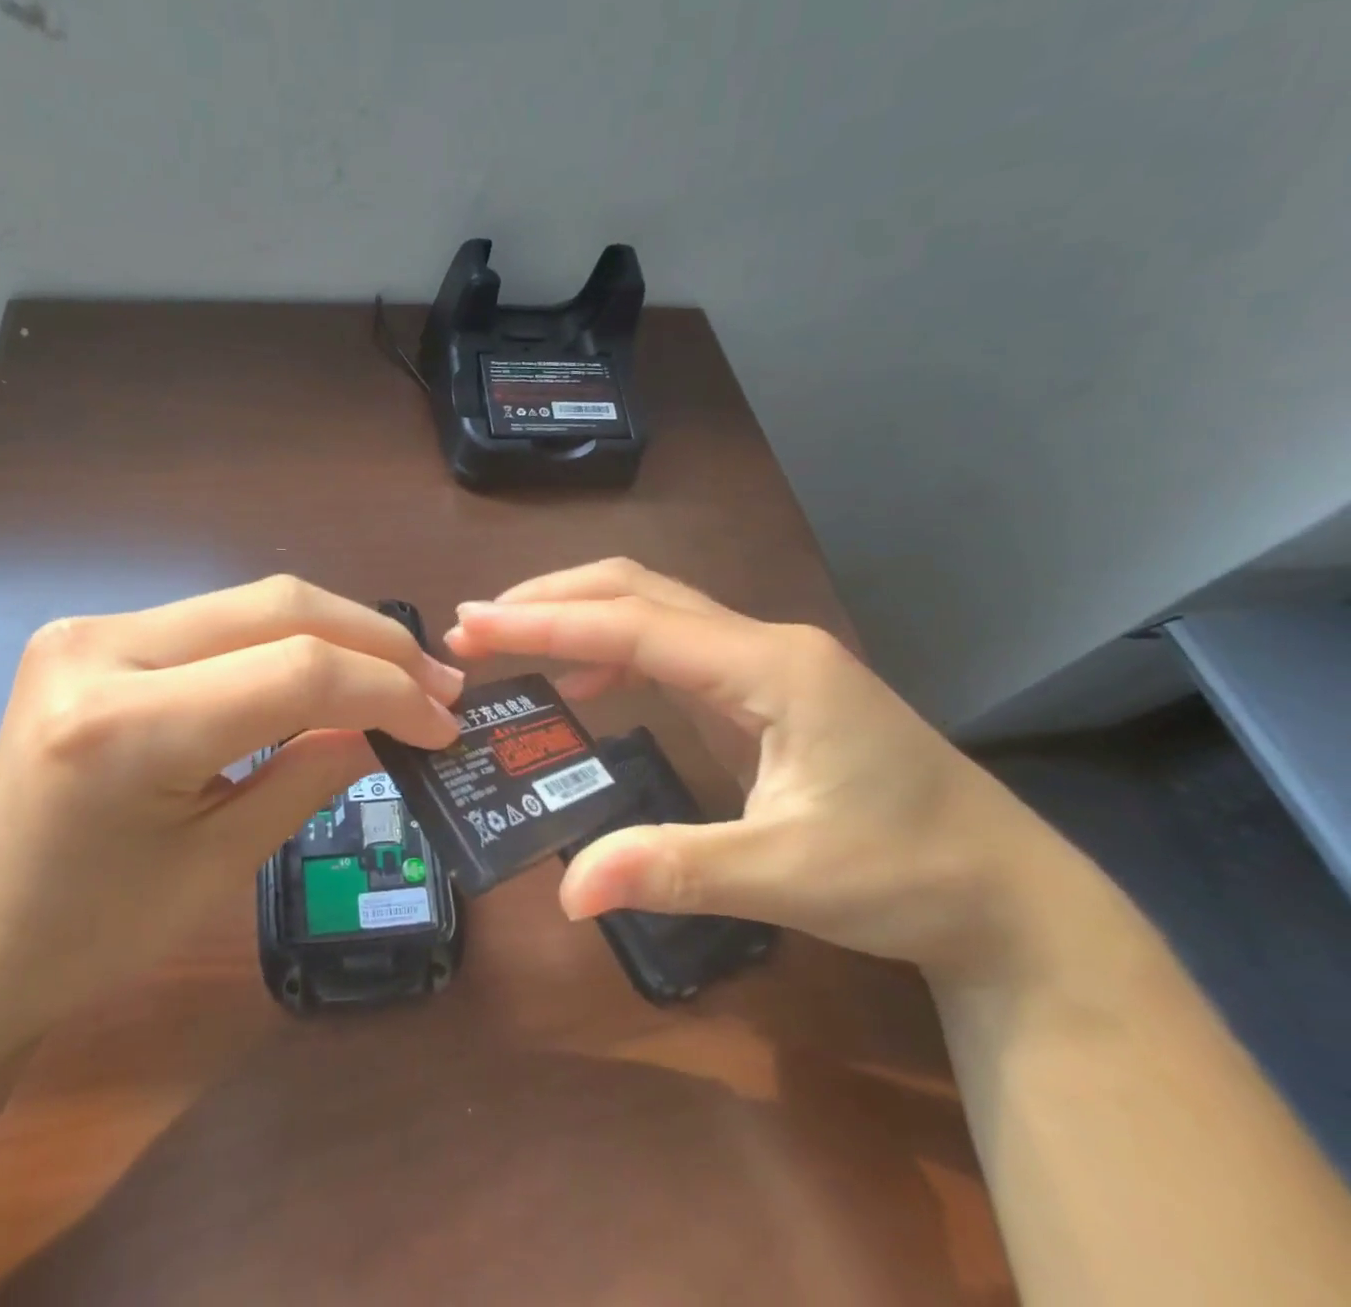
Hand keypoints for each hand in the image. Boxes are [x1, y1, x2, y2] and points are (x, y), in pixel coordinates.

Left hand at [0, 577, 463, 1045]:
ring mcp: (91, 628)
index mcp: (123, 727)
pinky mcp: (95, 630)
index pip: (294, 672)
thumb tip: (393, 723)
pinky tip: (325, 669)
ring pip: (252, 603)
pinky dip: (285, 641)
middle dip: (373, 641)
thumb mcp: (222, 863)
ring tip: (397, 675)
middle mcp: (100, 649)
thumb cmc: (95, 932)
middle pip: (277, 608)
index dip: (386, 690)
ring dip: (336, 634)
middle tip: (437, 683)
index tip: (443, 723)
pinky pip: (218, 621)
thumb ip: (312, 772)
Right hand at [444, 559, 1077, 984]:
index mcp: (770, 667)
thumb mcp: (788, 875)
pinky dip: (611, 648)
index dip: (546, 622)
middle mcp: (762, 643)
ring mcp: (763, 659)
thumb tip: (568, 893)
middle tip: (474, 624)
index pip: (634, 624)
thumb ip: (674, 870)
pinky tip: (585, 680)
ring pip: (651, 607)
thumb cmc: (909, 876)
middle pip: (637, 589)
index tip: (474, 622)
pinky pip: (669, 645)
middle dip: (551, 599)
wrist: (1008, 894)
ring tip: (507, 638)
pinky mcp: (760, 686)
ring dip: (576, 614)